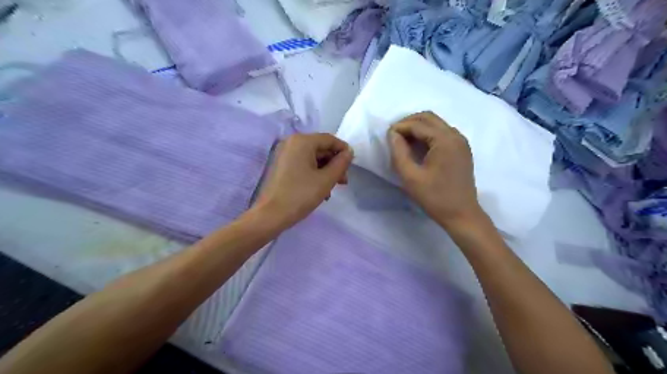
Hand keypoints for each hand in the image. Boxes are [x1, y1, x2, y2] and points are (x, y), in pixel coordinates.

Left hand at [254, 133, 353, 228]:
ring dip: (326, 171)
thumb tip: (349, 152)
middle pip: (321, 148)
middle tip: (343, 182)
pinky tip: (320, 190)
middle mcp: (292, 143)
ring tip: (332, 189)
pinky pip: (303, 164)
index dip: (344, 151)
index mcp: (302, 141)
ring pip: (313, 158)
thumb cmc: (300, 195)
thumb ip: (341, 163)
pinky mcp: (281, 166)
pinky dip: (314, 174)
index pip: (330, 139)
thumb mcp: (326, 180)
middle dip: (334, 164)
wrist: (271, 215)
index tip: (352, 167)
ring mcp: (285, 154)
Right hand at [387, 110, 484, 229]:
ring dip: (418, 127)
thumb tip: (392, 134)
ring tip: (403, 141)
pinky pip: (442, 133)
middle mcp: (455, 135)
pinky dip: (428, 134)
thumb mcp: (410, 176)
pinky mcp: (462, 150)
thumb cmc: (434, 197)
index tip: (386, 137)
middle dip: (409, 122)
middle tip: (394, 135)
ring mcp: (461, 142)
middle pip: (429, 118)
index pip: (418, 124)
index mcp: (445, 140)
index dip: (399, 127)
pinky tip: (418, 147)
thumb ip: (399, 152)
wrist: (462, 215)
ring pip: (436, 124)